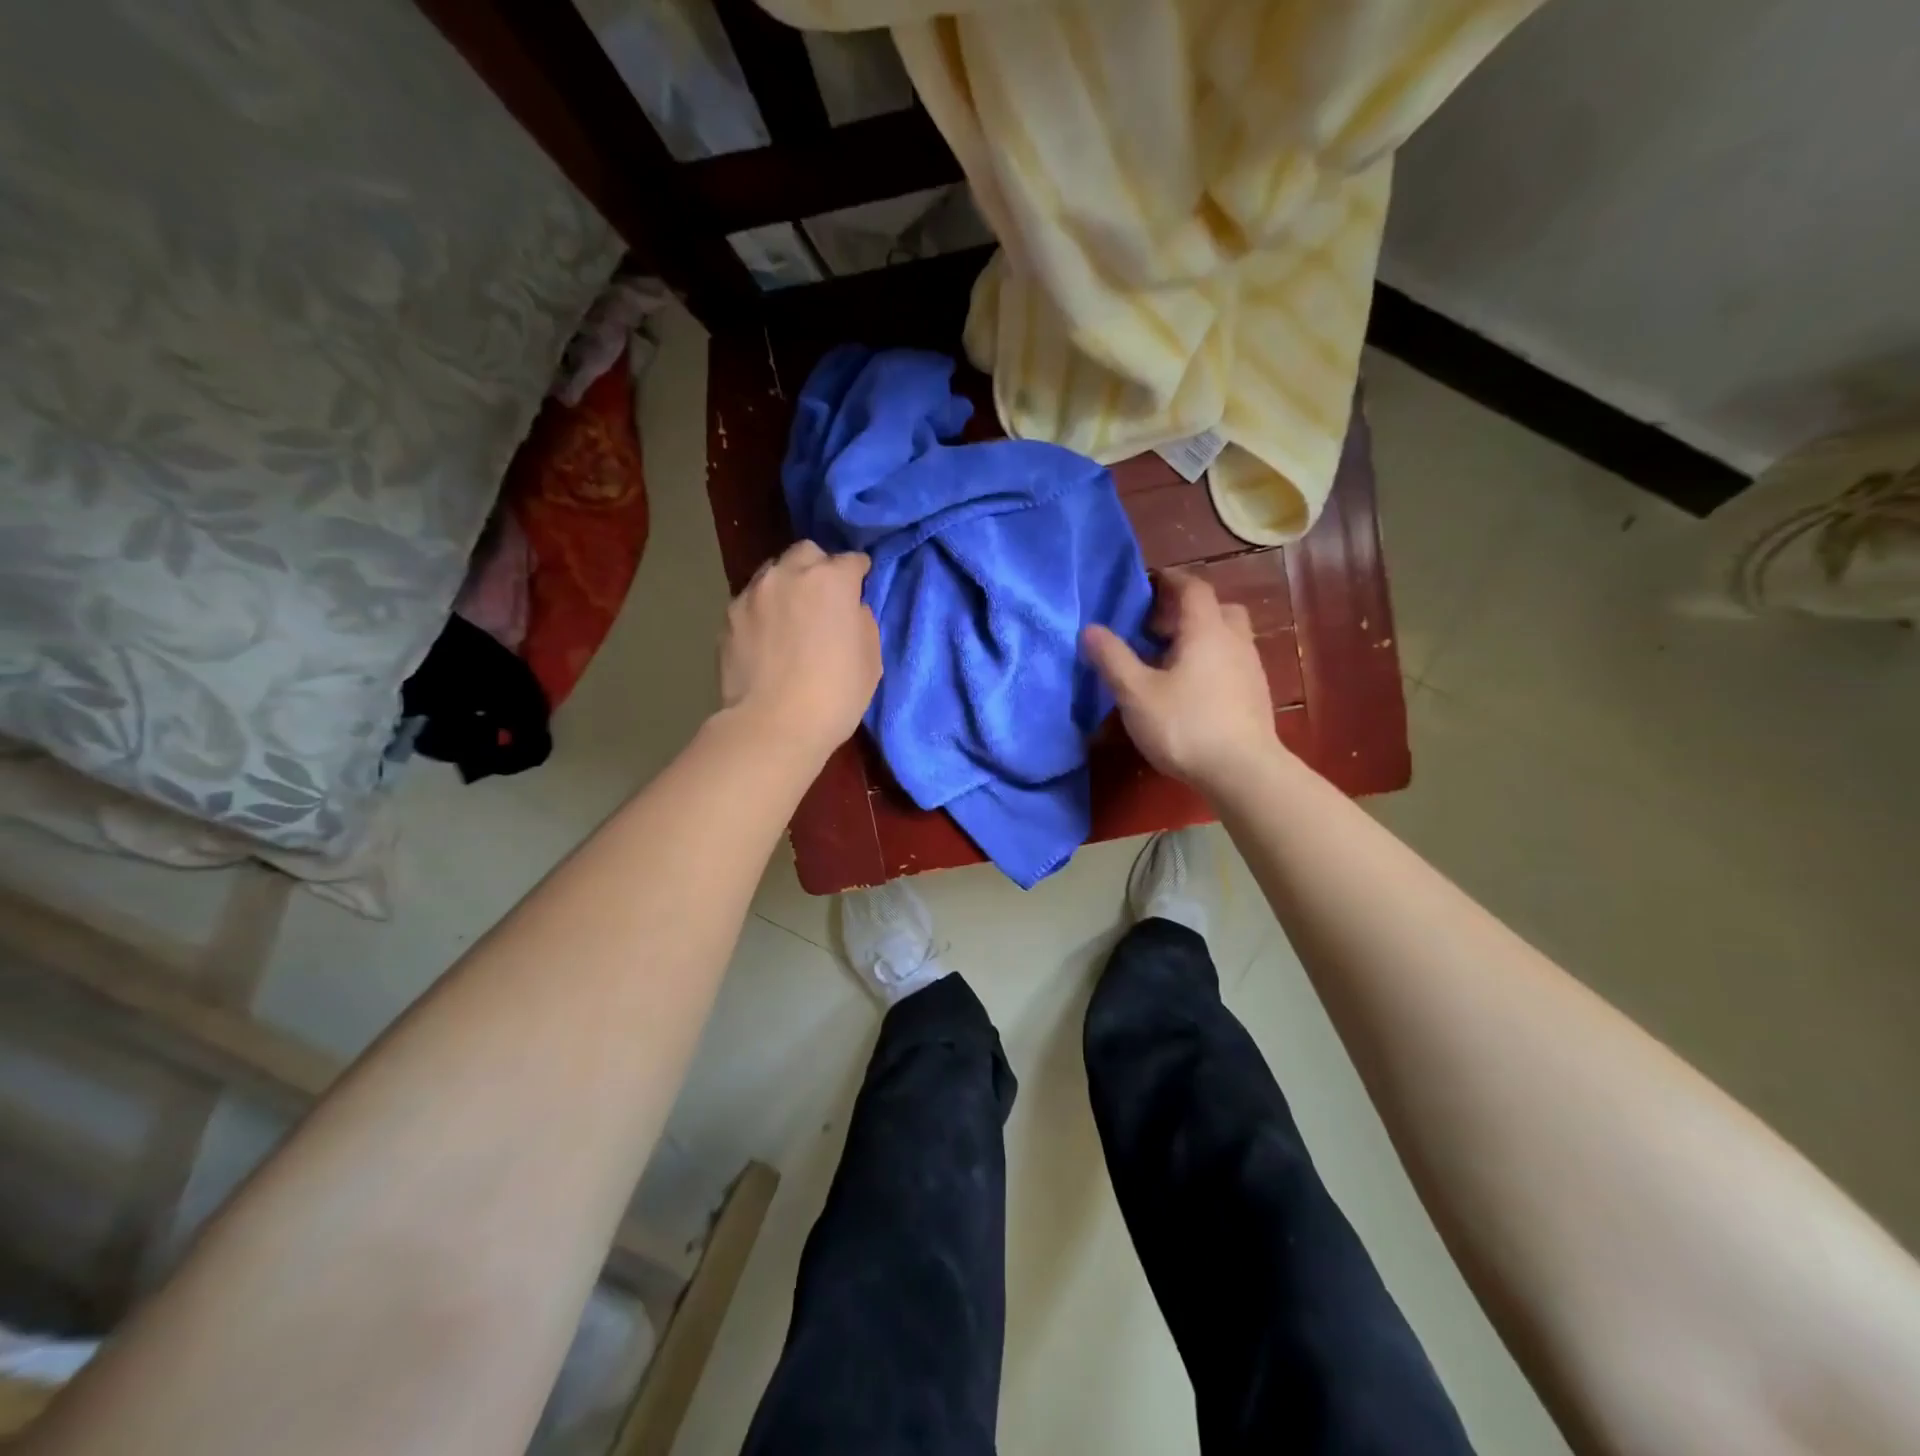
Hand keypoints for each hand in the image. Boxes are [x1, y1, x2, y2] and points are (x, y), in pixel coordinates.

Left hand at [719, 541, 880, 762]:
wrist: (773, 725)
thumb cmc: (835, 695)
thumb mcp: (870, 659)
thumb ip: (861, 621)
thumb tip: (850, 609)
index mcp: (832, 580)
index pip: (851, 560)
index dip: (859, 573)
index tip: (860, 586)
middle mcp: (789, 574)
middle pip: (807, 552)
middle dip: (818, 567)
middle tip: (824, 597)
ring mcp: (753, 593)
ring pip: (773, 571)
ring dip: (787, 584)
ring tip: (790, 613)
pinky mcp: (729, 616)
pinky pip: (751, 600)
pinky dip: (763, 609)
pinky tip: (766, 634)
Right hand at [1082, 569, 1277, 795]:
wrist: (1243, 772)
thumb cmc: (1185, 725)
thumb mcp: (1136, 693)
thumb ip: (1113, 659)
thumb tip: (1090, 629)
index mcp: (1206, 630)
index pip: (1193, 588)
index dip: (1170, 580)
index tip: (1148, 582)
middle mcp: (1234, 640)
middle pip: (1215, 609)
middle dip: (1185, 610)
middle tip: (1155, 626)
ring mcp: (1250, 668)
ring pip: (1226, 636)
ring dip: (1199, 637)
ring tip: (1168, 659)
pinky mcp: (1255, 695)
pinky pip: (1231, 661)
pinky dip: (1210, 660)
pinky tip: (1190, 688)